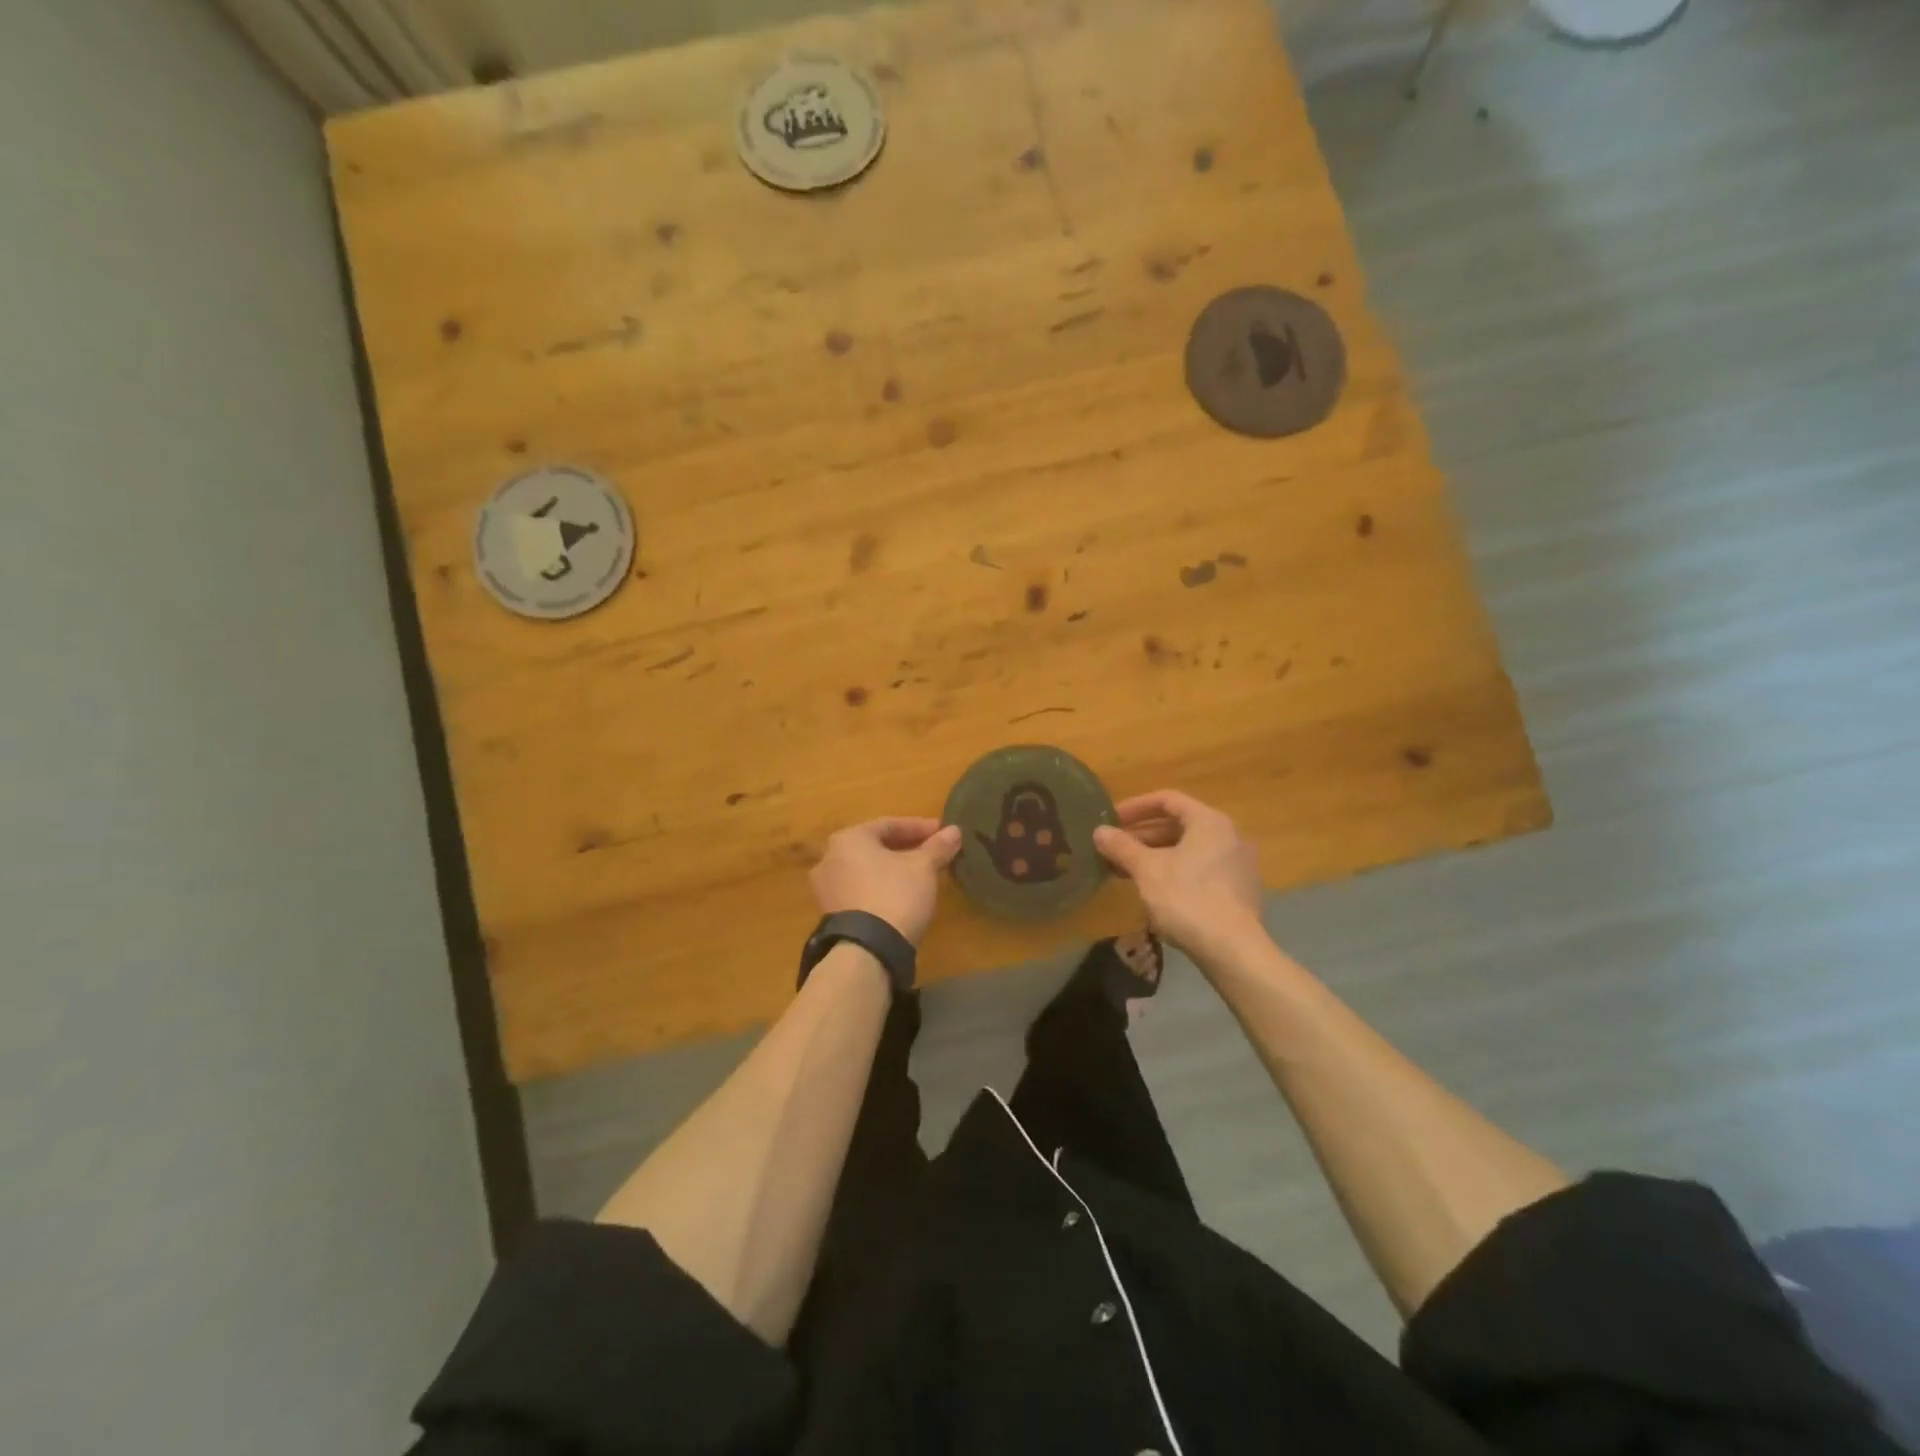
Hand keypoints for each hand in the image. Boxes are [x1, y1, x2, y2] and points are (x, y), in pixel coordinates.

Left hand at [810, 817, 962, 945]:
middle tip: (932, 852)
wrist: (867, 951)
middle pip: (874, 846)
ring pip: (866, 869)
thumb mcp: (923, 868)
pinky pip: (859, 890)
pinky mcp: (830, 913)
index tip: (942, 832)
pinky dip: (880, 887)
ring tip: (919, 875)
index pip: (889, 824)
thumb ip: (938, 846)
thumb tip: (955, 831)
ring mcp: (826, 888)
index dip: (919, 827)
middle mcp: (829, 857)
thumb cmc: (895, 895)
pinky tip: (900, 895)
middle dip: (905, 848)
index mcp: (849, 838)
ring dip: (892, 868)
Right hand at [1093, 791, 1264, 966]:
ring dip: (1156, 855)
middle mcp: (1229, 835)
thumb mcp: (1147, 870)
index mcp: (1209, 821)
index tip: (1112, 820)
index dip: (1136, 807)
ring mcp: (1238, 864)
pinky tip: (1154, 890)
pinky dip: (1175, 871)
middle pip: (1179, 825)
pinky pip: (1201, 868)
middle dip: (1143, 835)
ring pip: (1189, 849)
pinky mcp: (1239, 890)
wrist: (1233, 950)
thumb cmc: (1187, 899)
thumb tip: (1099, 831)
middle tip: (1115, 848)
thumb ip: (1122, 846)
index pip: (1168, 800)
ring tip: (1127, 870)